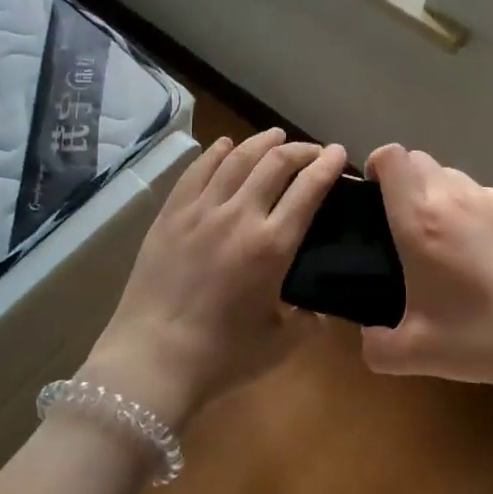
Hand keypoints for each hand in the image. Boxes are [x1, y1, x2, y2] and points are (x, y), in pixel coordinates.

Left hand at [80, 129, 345, 429]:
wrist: (153, 358)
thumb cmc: (222, 356)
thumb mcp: (282, 343)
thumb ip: (310, 321)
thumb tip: (322, 308)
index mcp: (272, 245)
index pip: (308, 189)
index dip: (328, 165)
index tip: (339, 153)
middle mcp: (239, 215)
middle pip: (275, 163)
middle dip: (300, 149)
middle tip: (313, 151)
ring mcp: (200, 210)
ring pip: (236, 158)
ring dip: (261, 142)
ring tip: (275, 135)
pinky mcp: (170, 214)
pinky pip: (197, 170)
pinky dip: (216, 152)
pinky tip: (225, 144)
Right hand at [360, 144, 492, 397]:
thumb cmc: (484, 336)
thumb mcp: (418, 353)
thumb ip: (378, 347)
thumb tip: (368, 339)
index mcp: (419, 218)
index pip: (391, 157)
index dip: (376, 165)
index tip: (373, 195)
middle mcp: (453, 196)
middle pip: (419, 160)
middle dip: (404, 180)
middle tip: (403, 223)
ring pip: (452, 175)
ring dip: (438, 193)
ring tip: (445, 238)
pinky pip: (483, 195)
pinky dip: (472, 209)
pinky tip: (485, 252)